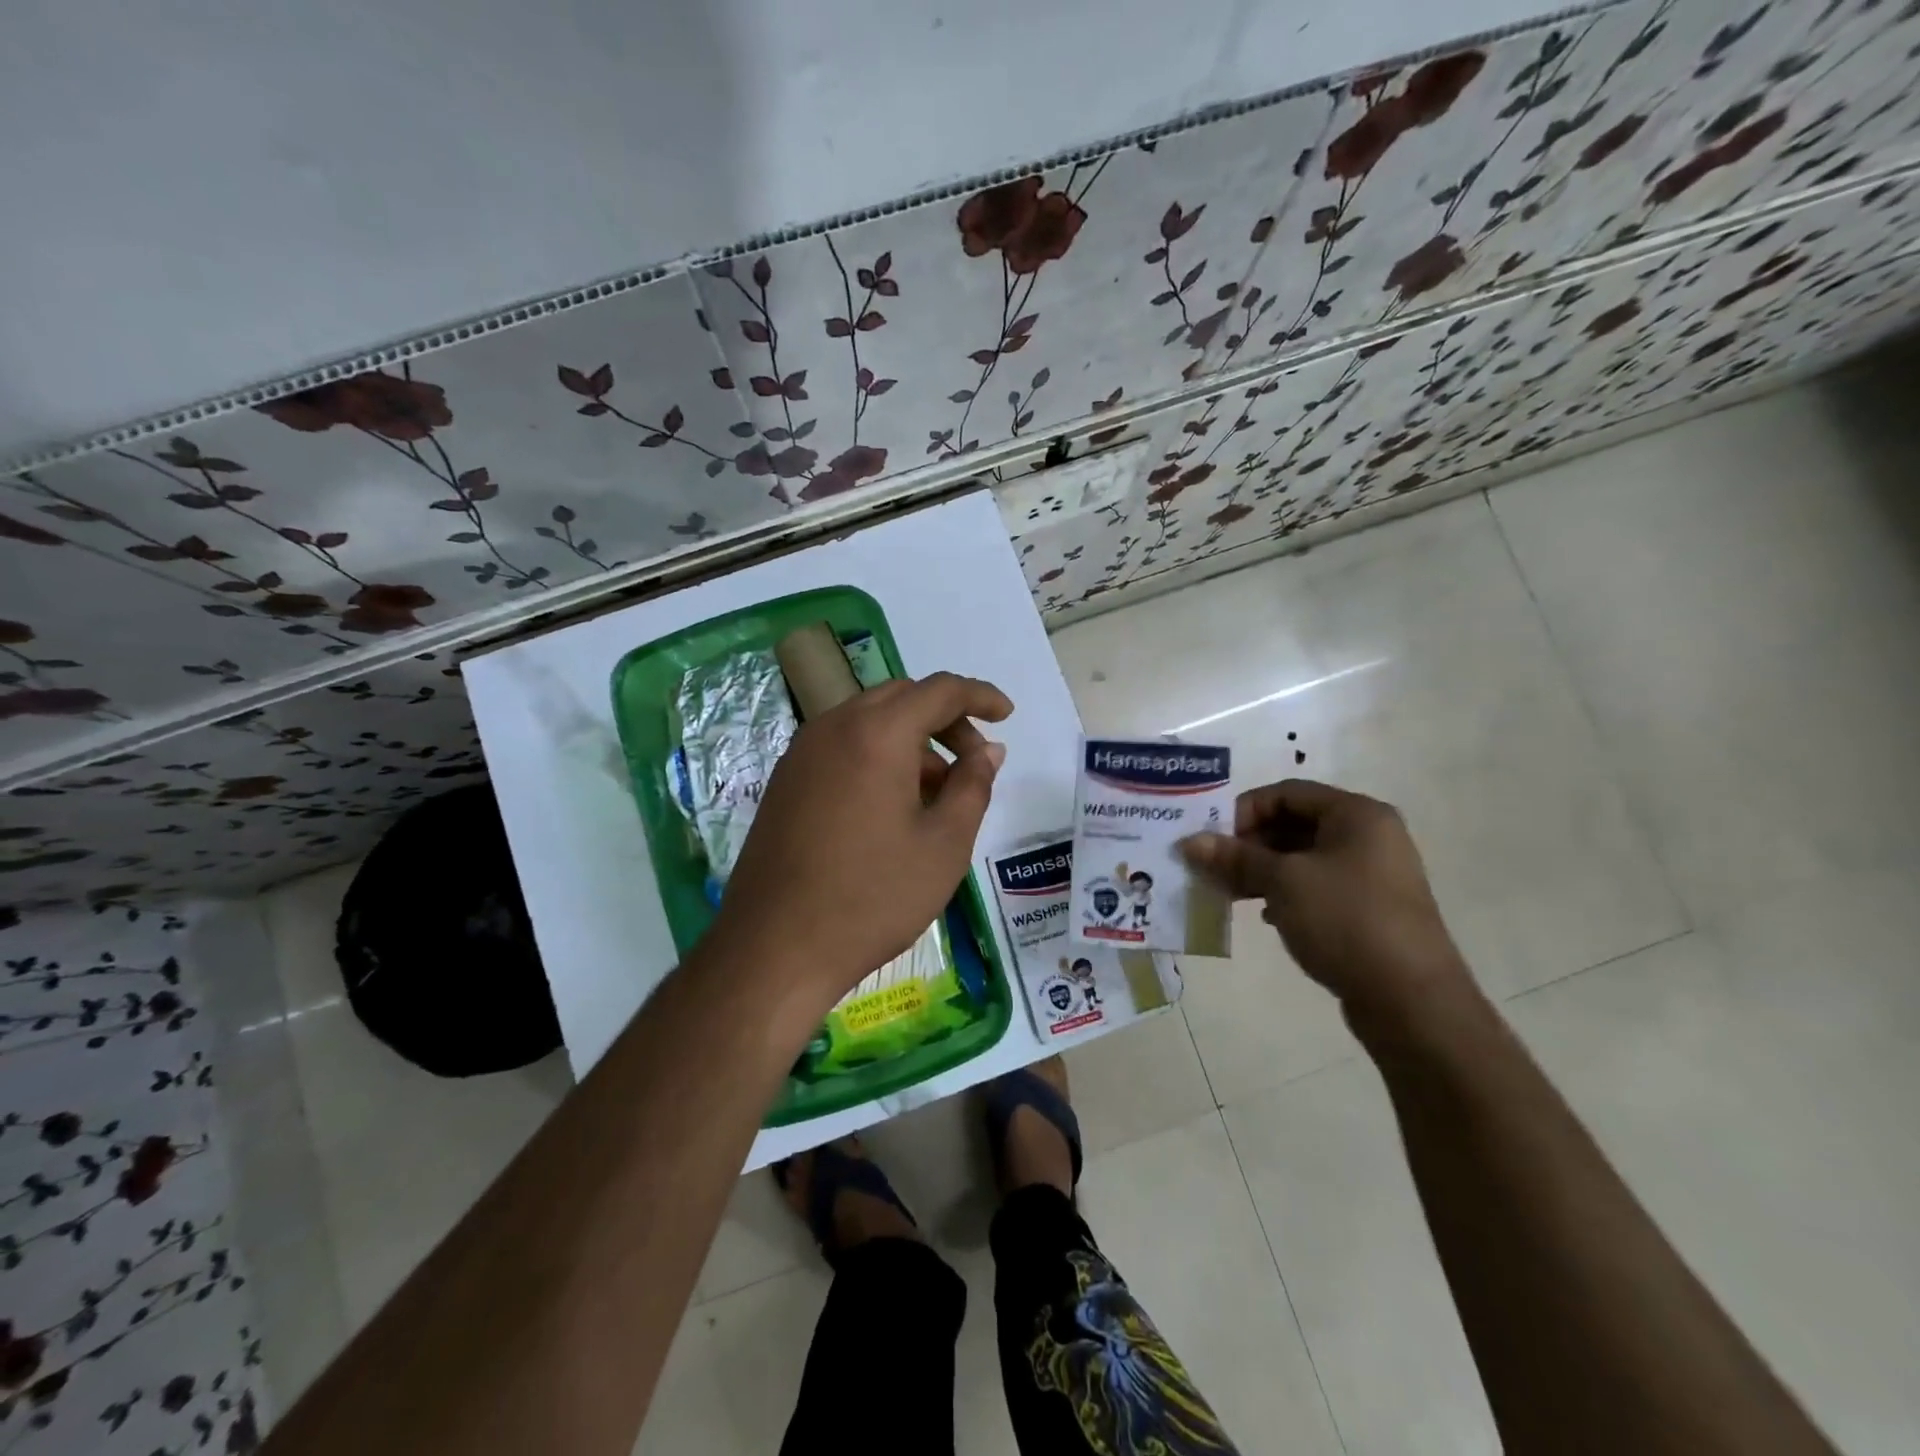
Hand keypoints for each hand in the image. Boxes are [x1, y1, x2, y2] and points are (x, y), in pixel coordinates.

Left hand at [709, 672, 1011, 1013]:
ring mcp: (802, 753)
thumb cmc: (873, 897)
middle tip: (973, 760)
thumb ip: (973, 786)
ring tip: (936, 794)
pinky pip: (842, 746)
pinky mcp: (786, 780)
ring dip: (911, 740)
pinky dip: (877, 756)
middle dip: (945, 719)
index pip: (940, 690)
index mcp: (877, 734)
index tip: (1007, 714)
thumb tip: (988, 751)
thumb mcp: (944, 844)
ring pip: (869, 722)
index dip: (980, 696)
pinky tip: (891, 806)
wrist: (775, 947)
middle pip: (901, 698)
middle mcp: (834, 727)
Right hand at [1179, 779, 1472, 1024]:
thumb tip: (1189, 842)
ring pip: (1303, 858)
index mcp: (1357, 814)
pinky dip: (1286, 894)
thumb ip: (1235, 857)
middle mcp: (1369, 836)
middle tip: (1216, 868)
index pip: (1287, 792)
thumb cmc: (1346, 921)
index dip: (1245, 811)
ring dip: (1263, 871)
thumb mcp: (1282, 882)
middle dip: (1250, 844)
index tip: (1215, 841)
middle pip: (1295, 823)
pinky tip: (1267, 916)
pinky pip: (1318, 887)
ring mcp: (1373, 874)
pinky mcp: (1369, 909)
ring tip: (1231, 893)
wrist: (1411, 1000)